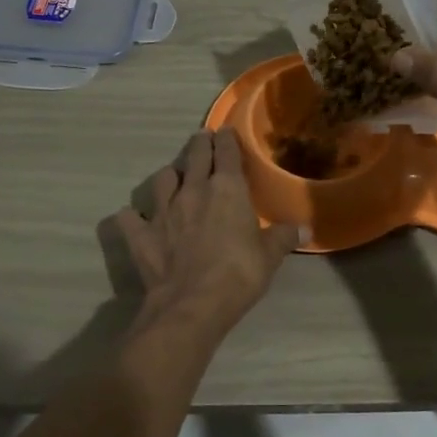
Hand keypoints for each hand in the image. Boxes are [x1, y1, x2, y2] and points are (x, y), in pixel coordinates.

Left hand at [113, 129, 302, 338]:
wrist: (192, 304)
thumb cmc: (239, 274)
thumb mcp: (270, 256)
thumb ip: (285, 237)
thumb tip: (306, 229)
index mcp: (227, 188)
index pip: (226, 152)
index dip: (227, 139)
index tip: (226, 132)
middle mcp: (192, 189)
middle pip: (194, 155)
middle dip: (200, 144)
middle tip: (202, 139)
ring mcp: (162, 210)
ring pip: (162, 178)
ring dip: (170, 176)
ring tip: (174, 179)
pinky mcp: (140, 233)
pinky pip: (130, 217)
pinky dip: (133, 216)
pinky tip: (135, 219)